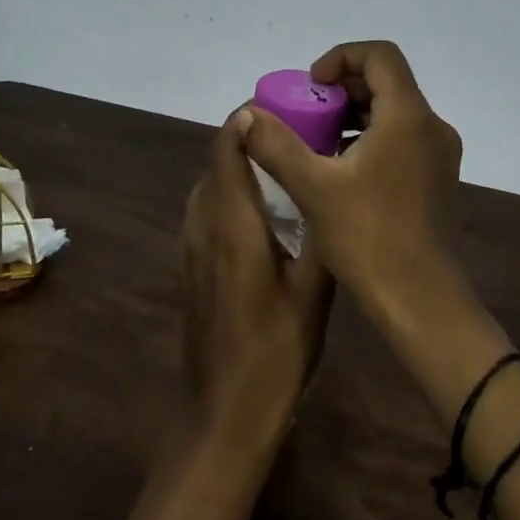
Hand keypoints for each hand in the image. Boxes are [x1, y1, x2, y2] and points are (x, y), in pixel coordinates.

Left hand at [180, 108, 334, 452]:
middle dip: (248, 137)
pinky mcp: (193, 264)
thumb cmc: (275, 353)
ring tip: (284, 160)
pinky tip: (265, 208)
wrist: (222, 413)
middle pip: (216, 161)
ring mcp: (192, 245)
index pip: (226, 149)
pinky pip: (207, 208)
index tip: (283, 106)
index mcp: (233, 224)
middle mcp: (204, 224)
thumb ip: (319, 235)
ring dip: (237, 163)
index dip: (247, 120)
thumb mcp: (314, 293)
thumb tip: (327, 188)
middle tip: (297, 131)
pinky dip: (230, 190)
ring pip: (210, 184)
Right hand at [238, 41, 462, 296]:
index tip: (312, 87)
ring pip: (394, 111)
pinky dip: (371, 137)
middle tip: (308, 113)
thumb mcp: (313, 187)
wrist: (421, 300)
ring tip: (318, 141)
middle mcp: (431, 126)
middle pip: (388, 81)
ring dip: (355, 114)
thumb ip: (277, 145)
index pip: (380, 55)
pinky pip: (402, 137)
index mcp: (408, 116)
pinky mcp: (437, 177)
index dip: (341, 57)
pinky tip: (341, 169)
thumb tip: (247, 115)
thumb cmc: (368, 237)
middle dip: (343, 88)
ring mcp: (439, 154)